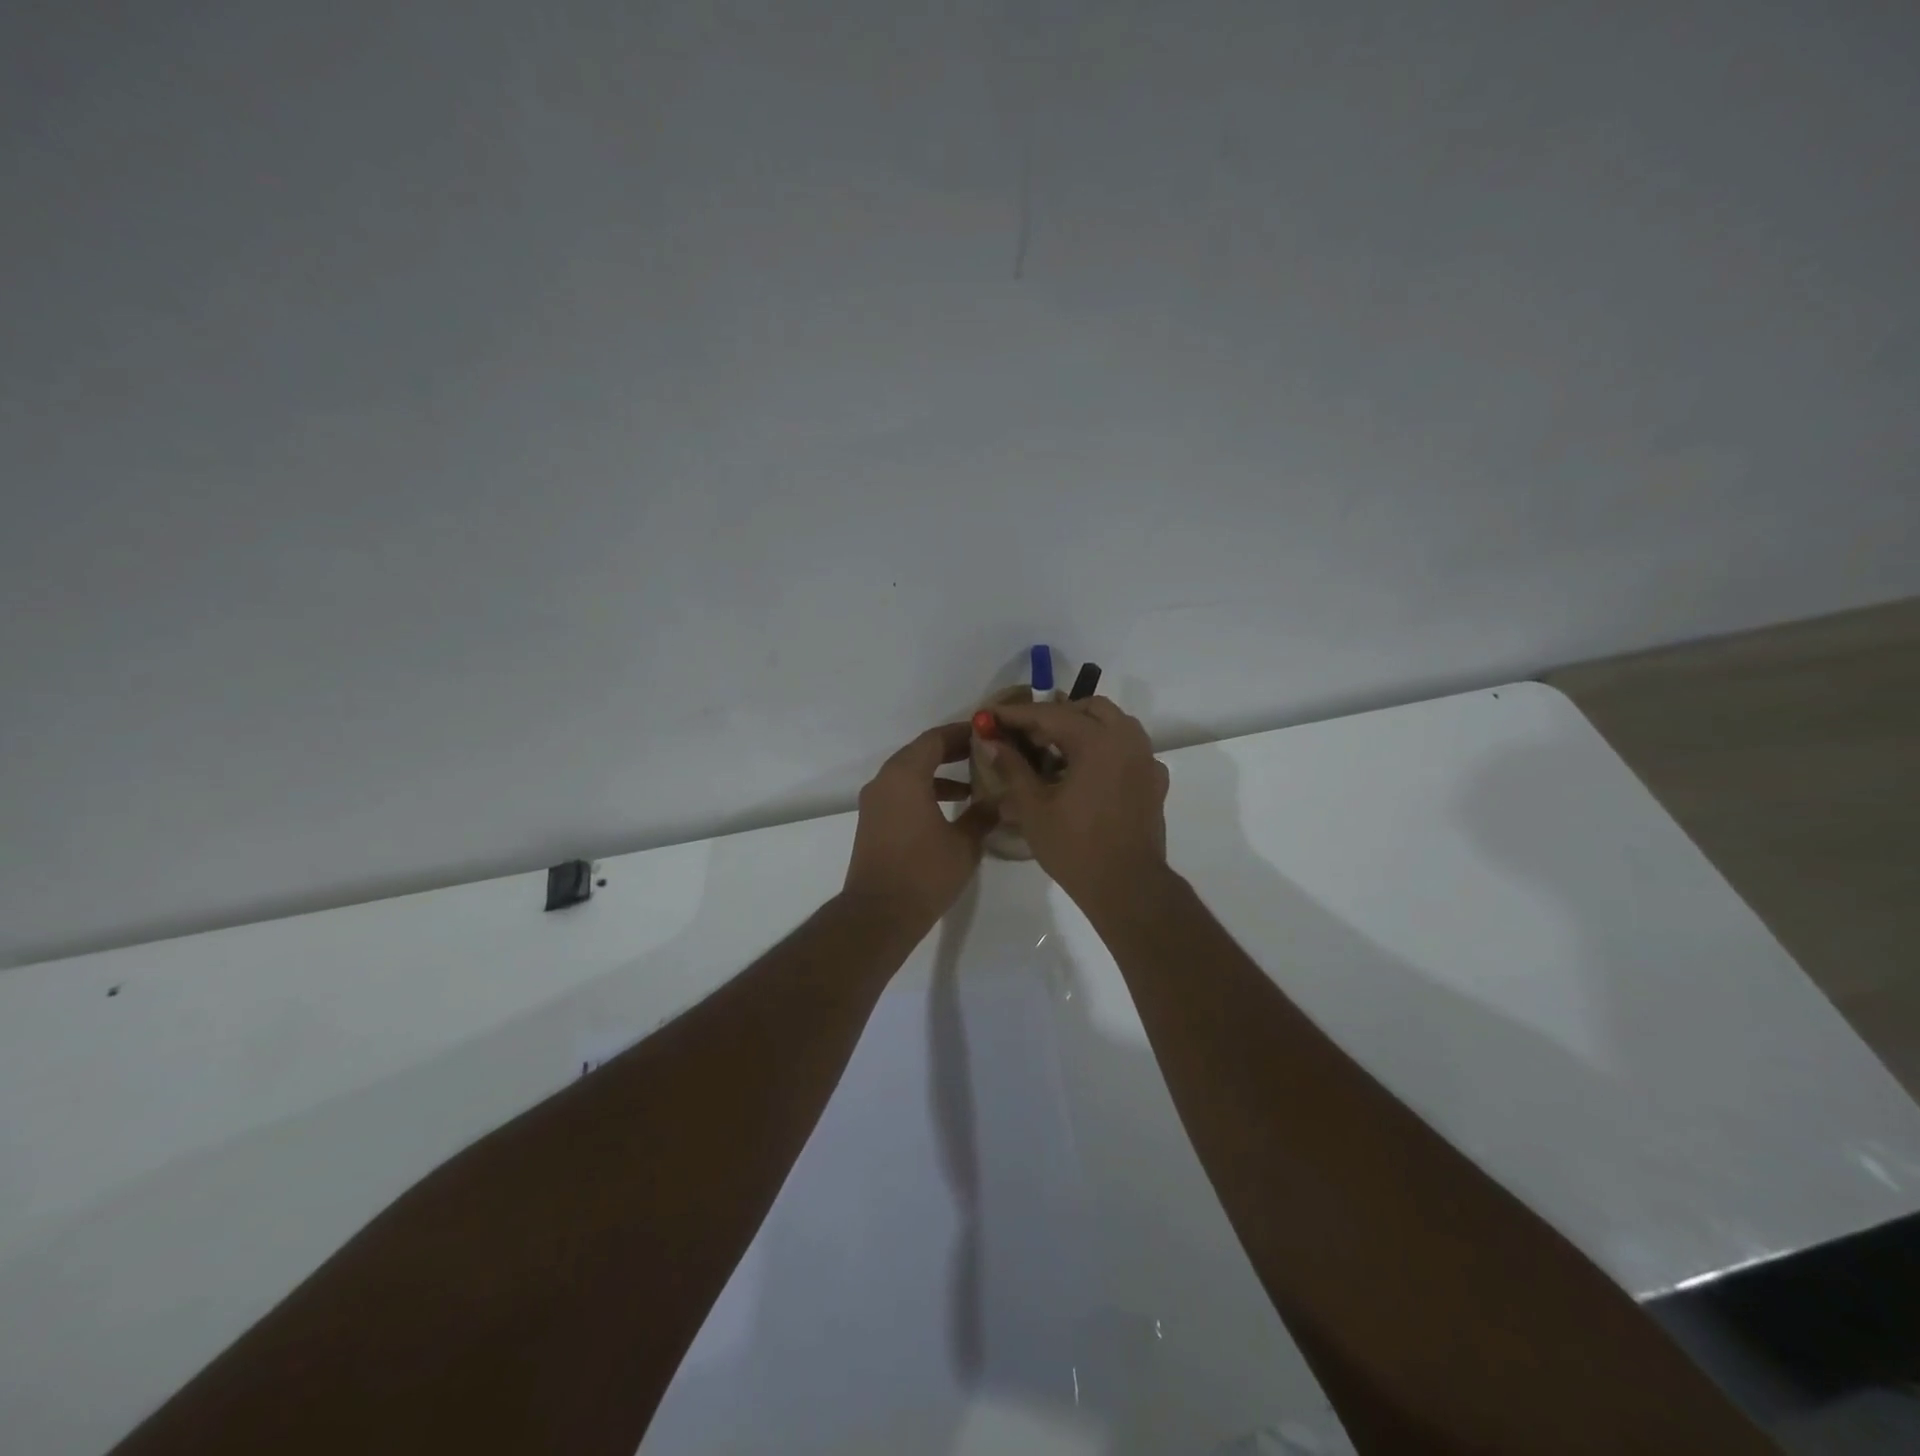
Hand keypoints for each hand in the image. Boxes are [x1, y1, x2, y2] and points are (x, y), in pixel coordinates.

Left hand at [843, 722, 993, 928]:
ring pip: (910, 774)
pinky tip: (950, 810)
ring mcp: (875, 802)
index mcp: (906, 775)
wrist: (879, 913)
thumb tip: (998, 800)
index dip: (962, 733)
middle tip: (984, 754)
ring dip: (939, 774)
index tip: (987, 733)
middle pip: (920, 752)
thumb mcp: (965, 843)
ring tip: (973, 786)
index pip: (935, 739)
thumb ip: (982, 815)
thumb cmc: (924, 872)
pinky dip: (925, 791)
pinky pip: (901, 793)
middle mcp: (885, 780)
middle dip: (952, 751)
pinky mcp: (873, 821)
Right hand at [987, 697, 1170, 913]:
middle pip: (1088, 709)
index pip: (1050, 714)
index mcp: (1098, 741)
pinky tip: (1086, 772)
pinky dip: (1104, 749)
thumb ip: (1012, 768)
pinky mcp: (1154, 781)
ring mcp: (1146, 759)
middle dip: (1054, 715)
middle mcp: (1127, 740)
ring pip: (1113, 724)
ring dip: (1082, 728)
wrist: (1128, 887)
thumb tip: (990, 741)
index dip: (1016, 714)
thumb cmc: (1076, 847)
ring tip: (1054, 751)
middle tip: (1025, 735)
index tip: (990, 715)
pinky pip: (1128, 749)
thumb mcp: (1033, 808)